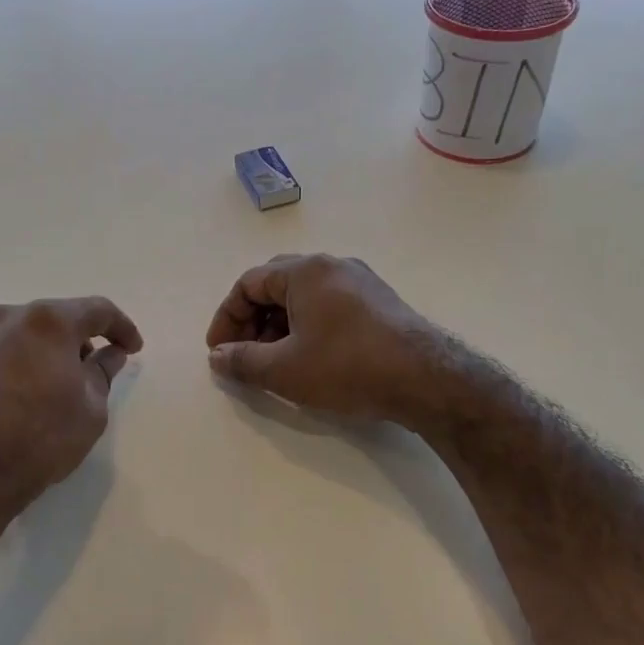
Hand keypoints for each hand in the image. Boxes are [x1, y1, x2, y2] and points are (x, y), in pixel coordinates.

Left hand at [0, 296, 142, 512]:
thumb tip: (109, 354)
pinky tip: (29, 393)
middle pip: (58, 318)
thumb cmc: (40, 438)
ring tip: (62, 383)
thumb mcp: (91, 409)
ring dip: (50, 350)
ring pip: (28, 333)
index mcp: (49, 322)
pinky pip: (4, 350)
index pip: (97, 310)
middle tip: (98, 367)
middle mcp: (10, 317)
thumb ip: (103, 372)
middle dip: (83, 338)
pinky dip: (24, 361)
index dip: (122, 327)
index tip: (133, 349)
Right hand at [205, 254, 442, 425]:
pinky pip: (330, 305)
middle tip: (243, 353)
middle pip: (276, 284)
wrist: (425, 379)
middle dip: (252, 320)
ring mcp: (361, 281)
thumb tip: (218, 357)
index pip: (249, 283)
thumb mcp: (284, 369)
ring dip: (279, 325)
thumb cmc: (346, 367)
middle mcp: (333, 265)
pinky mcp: (380, 302)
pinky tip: (310, 357)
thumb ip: (242, 361)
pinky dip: (308, 326)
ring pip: (305, 296)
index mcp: (305, 271)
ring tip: (274, 361)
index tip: (219, 351)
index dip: (226, 317)